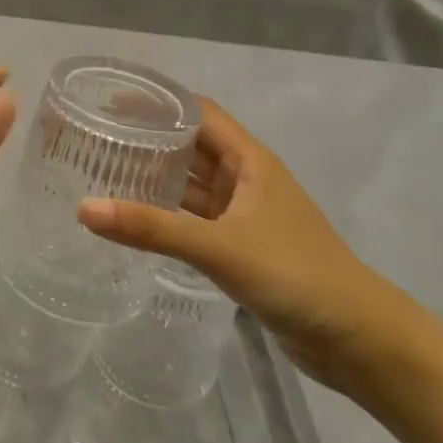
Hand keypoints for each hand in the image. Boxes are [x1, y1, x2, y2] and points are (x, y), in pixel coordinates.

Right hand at [78, 98, 424, 393]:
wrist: (358, 340)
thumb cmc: (295, 275)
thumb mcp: (219, 247)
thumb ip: (152, 229)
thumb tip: (84, 209)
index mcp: (249, 161)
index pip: (197, 113)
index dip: (157, 103)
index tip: (109, 101)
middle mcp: (245, 179)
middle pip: (190, 146)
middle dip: (148, 139)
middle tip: (95, 139)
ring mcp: (243, 215)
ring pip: (191, 185)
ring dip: (155, 178)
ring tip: (102, 174)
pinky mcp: (240, 247)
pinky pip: (194, 219)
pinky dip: (165, 215)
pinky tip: (133, 220)